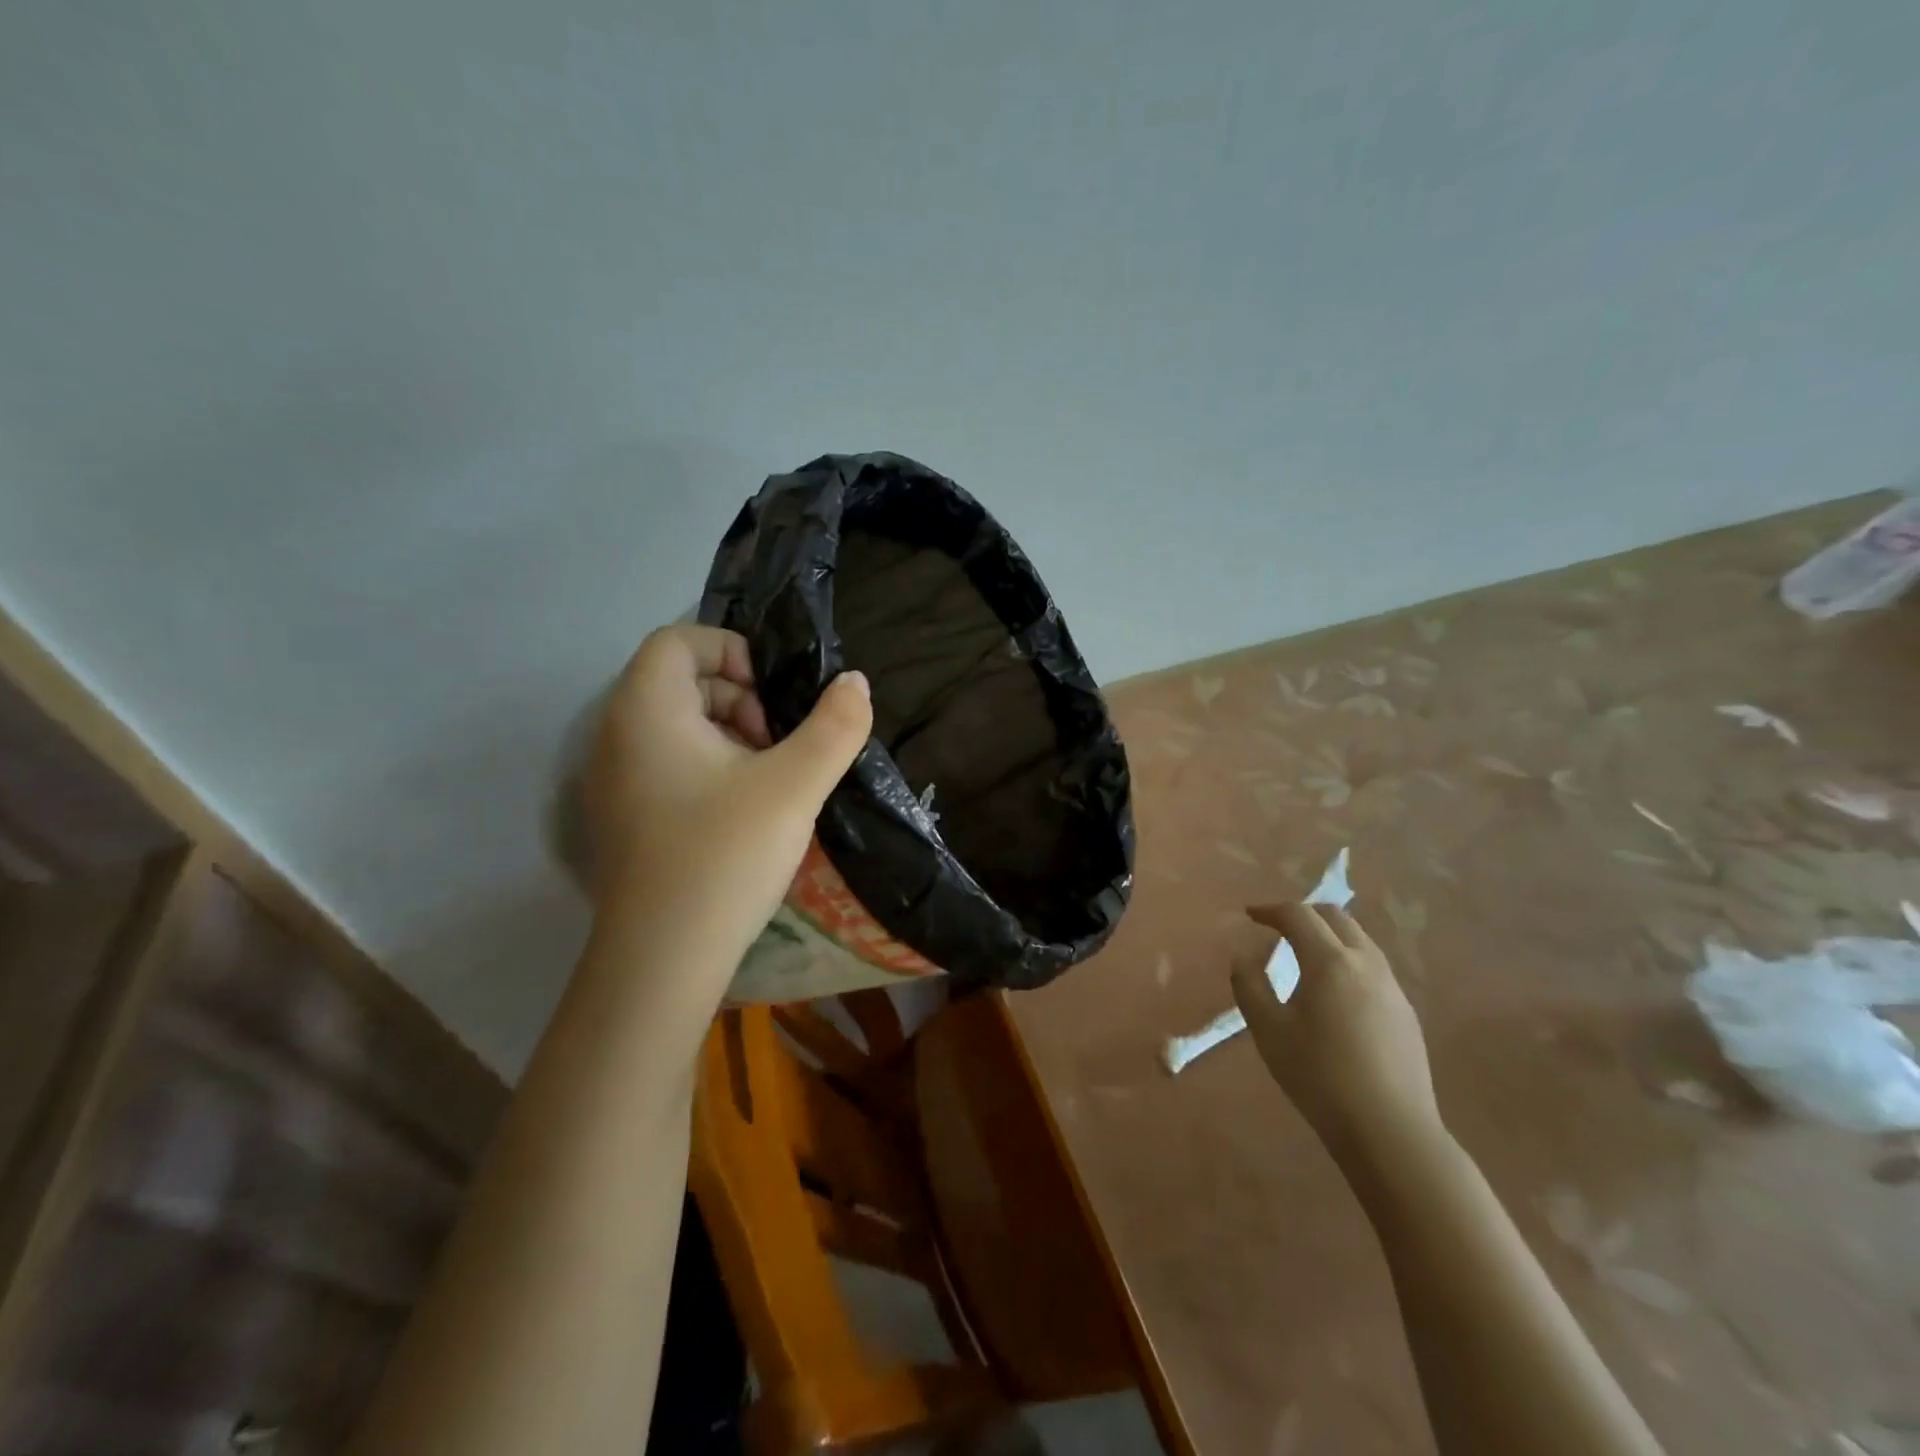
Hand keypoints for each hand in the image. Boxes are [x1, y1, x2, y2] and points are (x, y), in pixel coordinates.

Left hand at [583, 625, 872, 987]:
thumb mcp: (794, 786)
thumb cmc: (724, 855)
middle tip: (778, 743)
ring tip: (769, 779)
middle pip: (678, 681)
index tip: (774, 696)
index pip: (678, 640)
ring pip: (676, 726)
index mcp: (646, 710)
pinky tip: (744, 811)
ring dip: (729, 735)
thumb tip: (856, 683)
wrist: (662, 960)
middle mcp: (617, 735)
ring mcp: (614, 780)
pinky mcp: (624, 817)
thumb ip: (834, 727)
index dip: (732, 651)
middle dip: (739, 697)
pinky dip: (710, 767)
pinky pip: (667, 764)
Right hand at [1232, 902, 1441, 1161]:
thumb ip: (1249, 986)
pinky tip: (1336, 990)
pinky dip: (1347, 959)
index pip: (1298, 915)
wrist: (1391, 1131)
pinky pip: (1373, 966)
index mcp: (1330, 962)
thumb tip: (1244, 957)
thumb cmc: (1320, 1077)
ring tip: (1305, 954)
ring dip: (1329, 934)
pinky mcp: (1405, 1012)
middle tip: (1277, 927)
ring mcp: (1392, 987)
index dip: (1270, 910)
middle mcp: (1366, 963)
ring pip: (1359, 939)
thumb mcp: (1268, 1031)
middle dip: (1303, 914)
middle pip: (1335, 917)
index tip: (1250, 916)